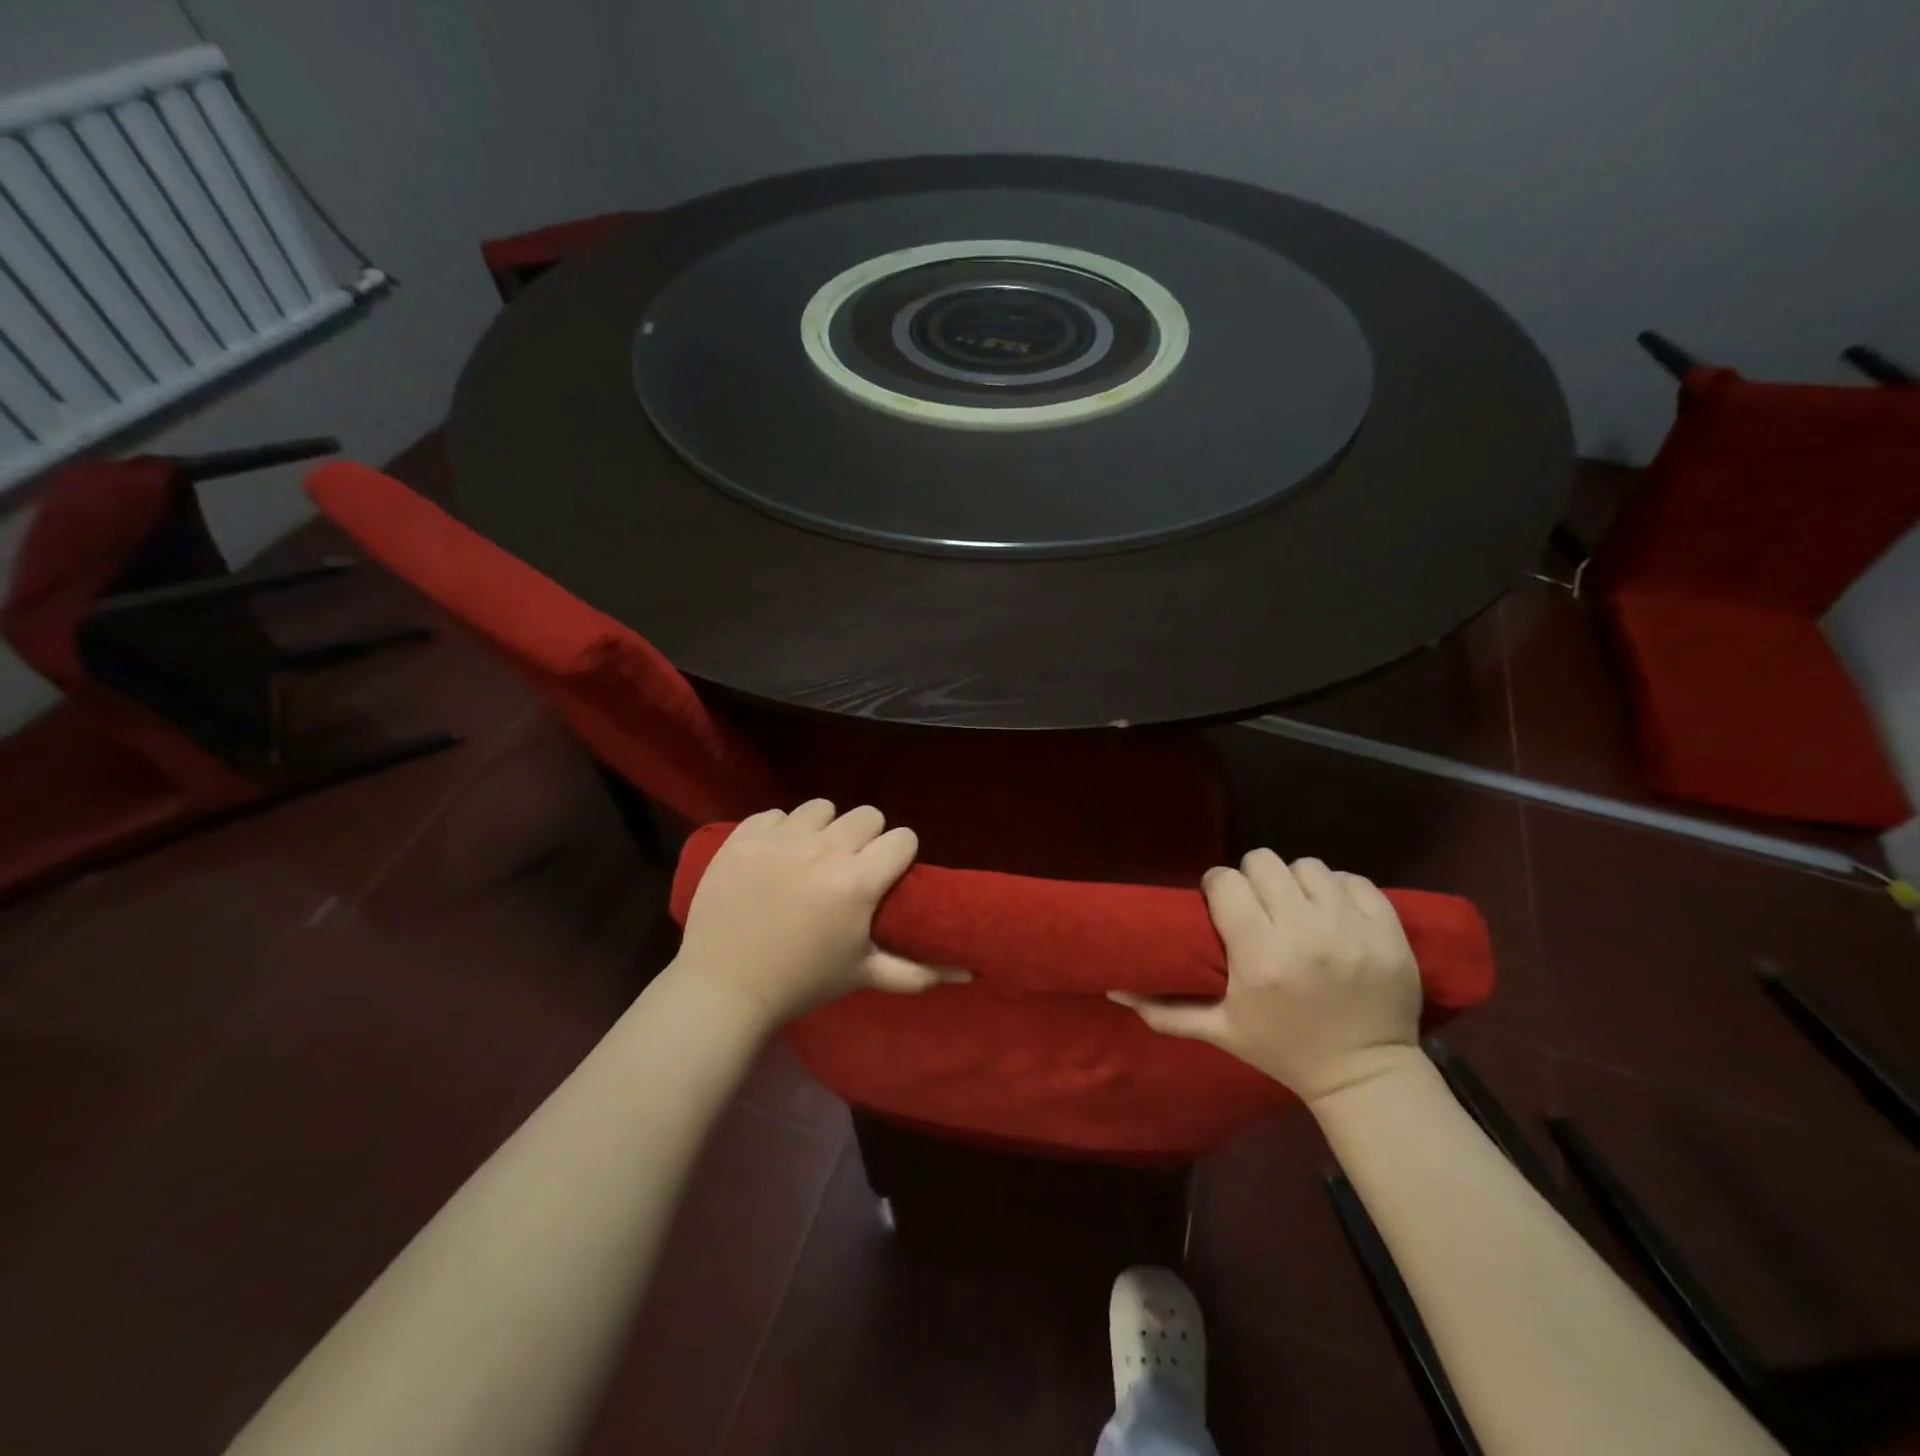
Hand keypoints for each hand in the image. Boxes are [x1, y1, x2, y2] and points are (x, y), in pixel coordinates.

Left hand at [677, 801, 964, 1025]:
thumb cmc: (802, 982)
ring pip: (820, 807)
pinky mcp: (743, 837)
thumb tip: (968, 972)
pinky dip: (780, 830)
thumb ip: (918, 971)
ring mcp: (779, 839)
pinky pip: (775, 814)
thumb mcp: (864, 975)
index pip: (901, 838)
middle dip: (866, 838)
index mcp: (857, 882)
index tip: (887, 872)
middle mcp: (822, 850)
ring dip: (823, 828)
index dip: (899, 854)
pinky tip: (775, 857)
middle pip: (866, 815)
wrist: (724, 988)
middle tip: (850, 866)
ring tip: (811, 856)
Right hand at [1110, 849, 1422, 1103]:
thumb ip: (1164, 1009)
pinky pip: (1355, 880)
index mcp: (1260, 956)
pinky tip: (1333, 913)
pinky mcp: (1388, 930)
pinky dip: (1339, 890)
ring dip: (1296, 883)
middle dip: (1254, 879)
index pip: (1227, 882)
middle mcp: (1305, 934)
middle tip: (1258, 904)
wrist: (1365, 1075)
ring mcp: (1352, 930)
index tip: (1221, 902)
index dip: (1219, 887)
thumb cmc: (1284, 1050)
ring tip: (1296, 908)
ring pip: (1309, 866)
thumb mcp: (1220, 1031)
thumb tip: (1112, 990)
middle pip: (1265, 863)